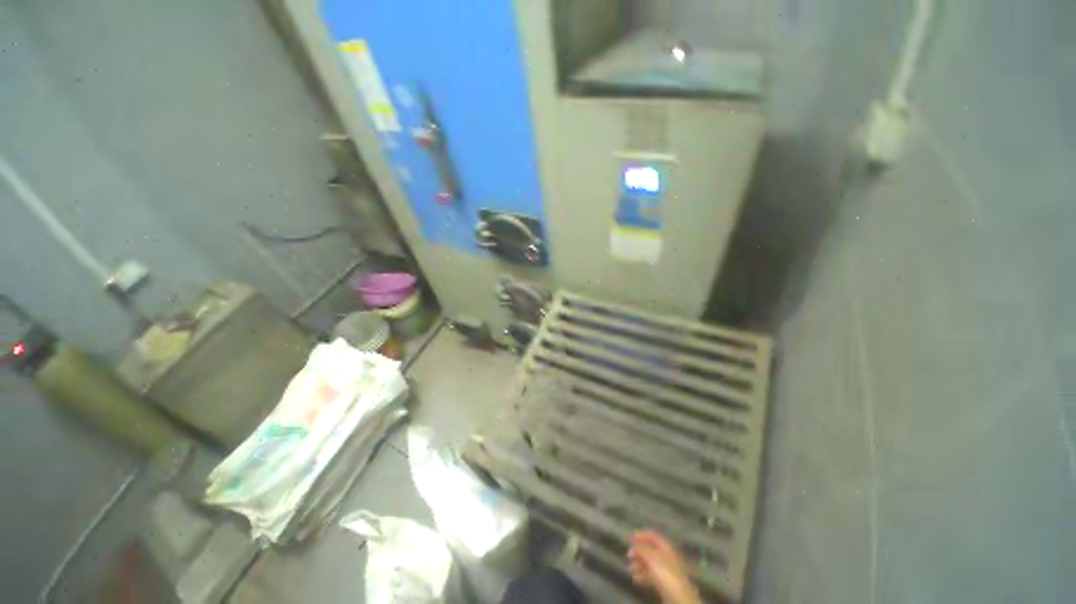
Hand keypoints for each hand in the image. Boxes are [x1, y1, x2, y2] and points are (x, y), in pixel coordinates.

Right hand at [627, 531, 701, 603]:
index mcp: (667, 547)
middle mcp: (667, 556)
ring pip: (650, 564)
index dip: (641, 535)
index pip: (653, 536)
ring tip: (630, 568)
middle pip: (651, 550)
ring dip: (639, 564)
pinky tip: (636, 578)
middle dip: (639, 552)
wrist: (678, 596)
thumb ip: (642, 549)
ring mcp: (667, 570)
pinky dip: (643, 575)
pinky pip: (652, 575)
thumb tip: (634, 545)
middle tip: (628, 555)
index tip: (630, 537)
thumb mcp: (652, 558)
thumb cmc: (666, 572)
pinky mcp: (665, 582)